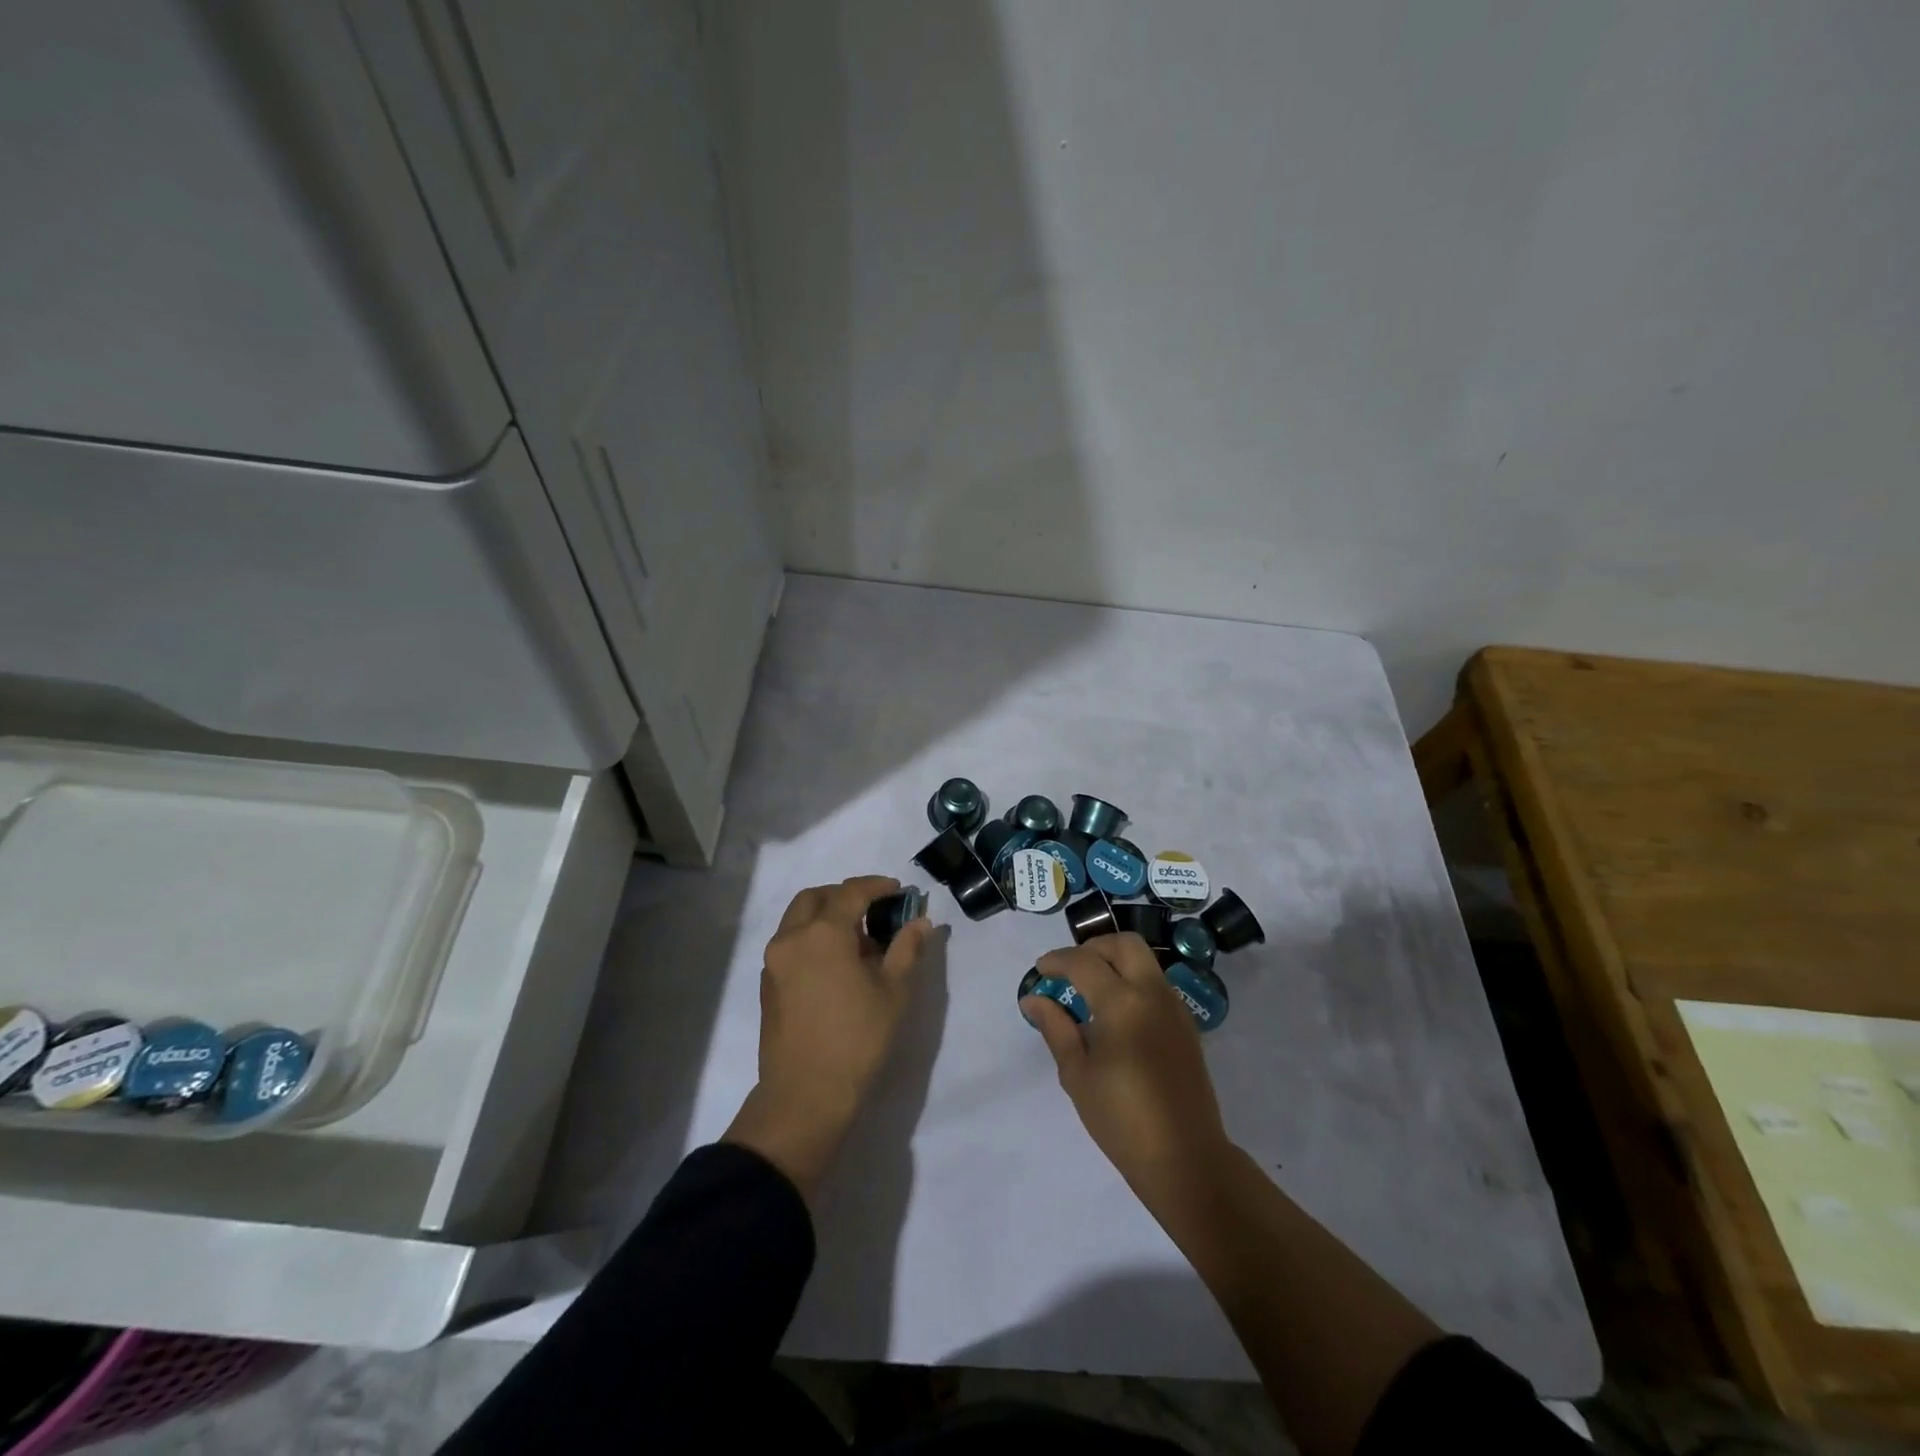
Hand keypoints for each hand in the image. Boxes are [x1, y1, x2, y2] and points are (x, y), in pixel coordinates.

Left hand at [724, 876, 932, 1198]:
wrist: (805, 1095)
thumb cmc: (857, 1039)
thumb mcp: (894, 991)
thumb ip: (907, 949)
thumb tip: (920, 922)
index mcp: (823, 932)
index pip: (851, 892)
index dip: (877, 886)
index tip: (898, 890)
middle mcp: (792, 937)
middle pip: (815, 897)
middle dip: (844, 895)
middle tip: (873, 909)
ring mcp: (774, 961)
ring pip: (797, 919)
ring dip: (825, 915)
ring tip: (857, 939)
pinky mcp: (767, 984)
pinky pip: (790, 943)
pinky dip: (811, 937)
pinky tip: (835, 964)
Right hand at [1021, 934, 1231, 1206]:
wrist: (1185, 1157)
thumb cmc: (1122, 1120)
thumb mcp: (1077, 1074)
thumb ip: (1056, 1028)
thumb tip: (1033, 998)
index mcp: (1122, 1004)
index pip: (1084, 962)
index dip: (1057, 960)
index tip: (1040, 971)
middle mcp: (1152, 994)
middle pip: (1125, 943)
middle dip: (1093, 947)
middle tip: (1070, 969)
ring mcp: (1174, 1007)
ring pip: (1144, 960)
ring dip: (1115, 961)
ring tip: (1090, 989)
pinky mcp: (1186, 1024)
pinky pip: (1156, 983)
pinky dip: (1132, 980)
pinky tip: (1115, 1011)